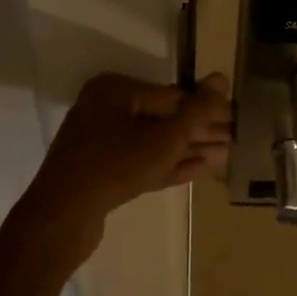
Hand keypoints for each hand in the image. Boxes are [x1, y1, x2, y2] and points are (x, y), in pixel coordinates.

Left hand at [25, 72, 231, 226]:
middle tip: (233, 140)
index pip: (172, 95)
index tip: (234, 120)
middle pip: (163, 118)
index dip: (206, 109)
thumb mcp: (165, 138)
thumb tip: (221, 78)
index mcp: (115, 90)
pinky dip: (168, 165)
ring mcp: (100, 142)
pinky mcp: (100, 171)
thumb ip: (197, 110)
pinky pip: (140, 161)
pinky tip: (199, 169)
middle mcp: (105, 109)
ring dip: (188, 150)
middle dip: (199, 132)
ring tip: (223, 156)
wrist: (62, 218)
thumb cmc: (116, 166)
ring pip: (153, 143)